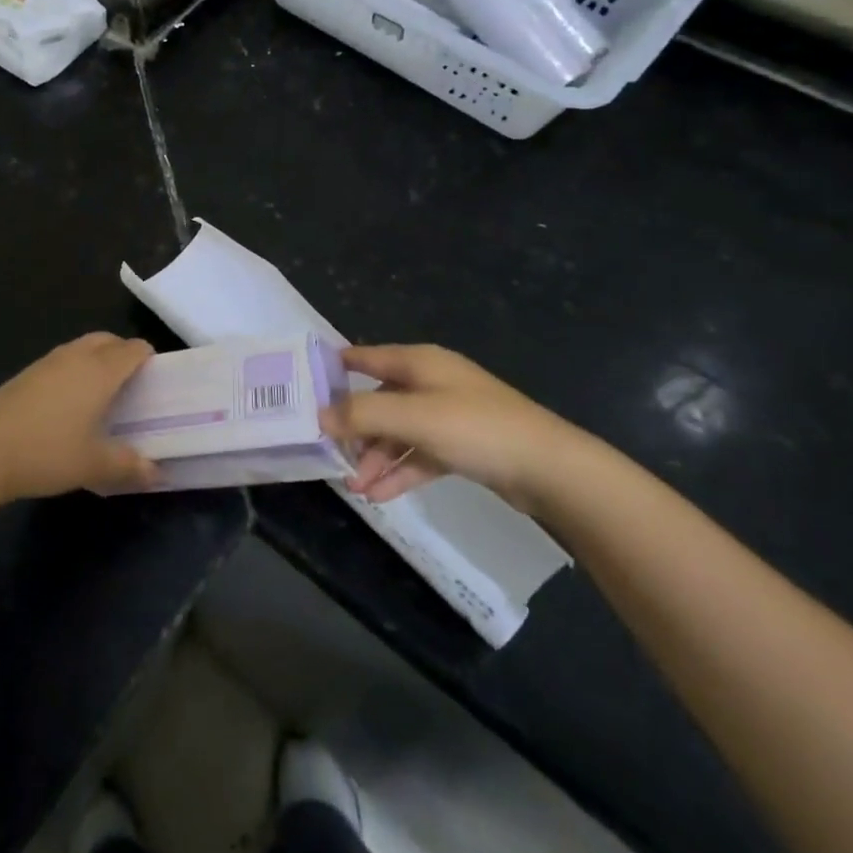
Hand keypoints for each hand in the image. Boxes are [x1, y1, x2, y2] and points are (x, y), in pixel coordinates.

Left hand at [0, 333, 161, 501]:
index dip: (149, 358)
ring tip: (102, 393)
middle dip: (123, 353)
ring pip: (82, 347)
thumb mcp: (93, 465)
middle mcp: (76, 357)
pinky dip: (74, 370)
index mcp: (100, 371)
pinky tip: (69, 403)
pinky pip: (62, 361)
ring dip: (97, 360)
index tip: (157, 380)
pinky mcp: (26, 374)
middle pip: (107, 340)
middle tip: (132, 383)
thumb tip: (156, 472)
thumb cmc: (47, 451)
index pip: (133, 349)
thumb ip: (128, 465)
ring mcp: (47, 362)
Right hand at [318, 344, 591, 511]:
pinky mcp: (462, 446)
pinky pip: (419, 455)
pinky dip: (400, 471)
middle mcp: (430, 383)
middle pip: (379, 401)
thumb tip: (319, 415)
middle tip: (329, 454)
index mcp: (418, 363)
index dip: (334, 368)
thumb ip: (363, 414)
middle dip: (354, 429)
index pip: (364, 357)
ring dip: (376, 457)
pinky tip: (380, 495)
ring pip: (398, 432)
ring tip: (355, 487)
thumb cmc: (476, 428)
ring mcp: (447, 415)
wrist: (550, 469)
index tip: (303, 387)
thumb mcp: (413, 417)